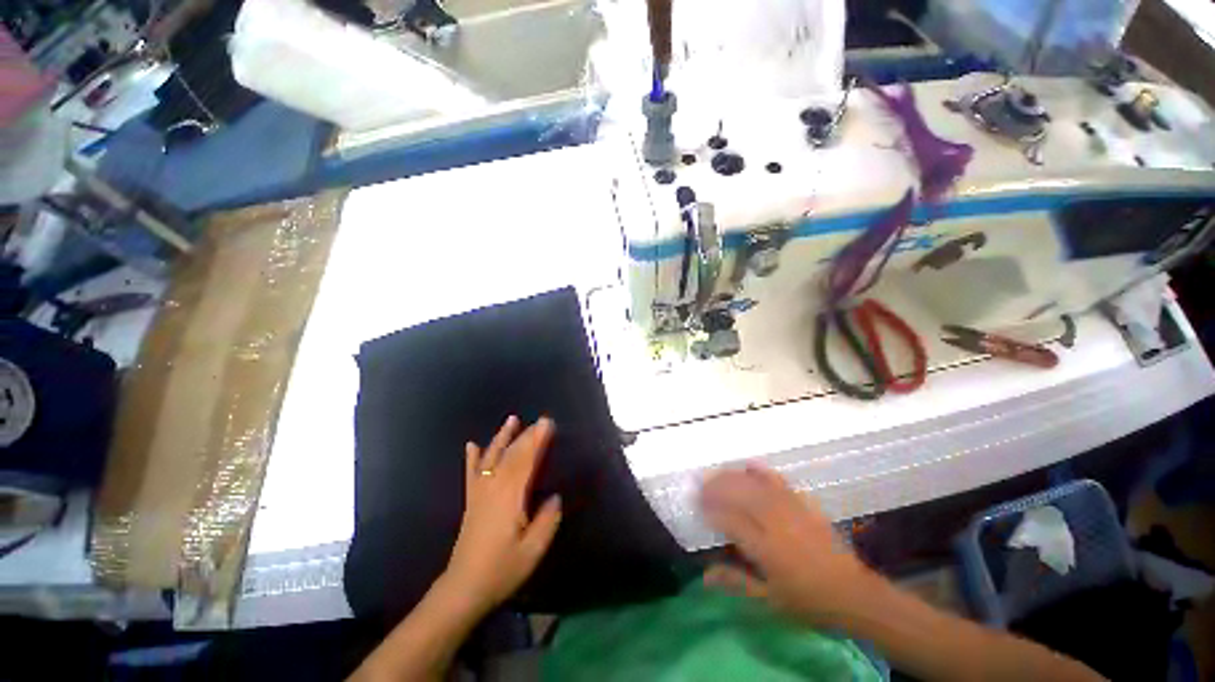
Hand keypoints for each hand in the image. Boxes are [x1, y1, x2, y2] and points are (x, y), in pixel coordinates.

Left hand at [443, 416, 562, 612]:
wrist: (463, 589)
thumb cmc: (502, 570)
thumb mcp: (533, 550)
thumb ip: (547, 520)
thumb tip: (555, 496)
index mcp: (510, 497)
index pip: (526, 460)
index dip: (537, 440)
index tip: (548, 423)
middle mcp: (493, 488)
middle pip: (512, 454)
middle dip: (527, 435)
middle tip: (541, 419)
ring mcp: (479, 493)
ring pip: (492, 458)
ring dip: (503, 437)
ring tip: (512, 419)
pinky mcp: (471, 501)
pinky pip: (471, 474)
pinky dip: (472, 458)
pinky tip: (472, 445)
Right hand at [699, 464, 869, 624]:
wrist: (853, 594)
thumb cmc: (808, 600)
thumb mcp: (769, 600)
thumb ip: (736, 582)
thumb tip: (704, 574)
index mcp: (766, 548)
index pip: (730, 520)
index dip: (710, 510)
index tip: (696, 505)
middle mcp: (775, 522)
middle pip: (740, 494)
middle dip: (716, 486)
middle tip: (700, 484)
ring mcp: (791, 509)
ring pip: (755, 484)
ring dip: (733, 476)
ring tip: (717, 474)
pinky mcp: (803, 503)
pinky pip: (779, 481)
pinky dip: (762, 471)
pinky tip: (749, 465)